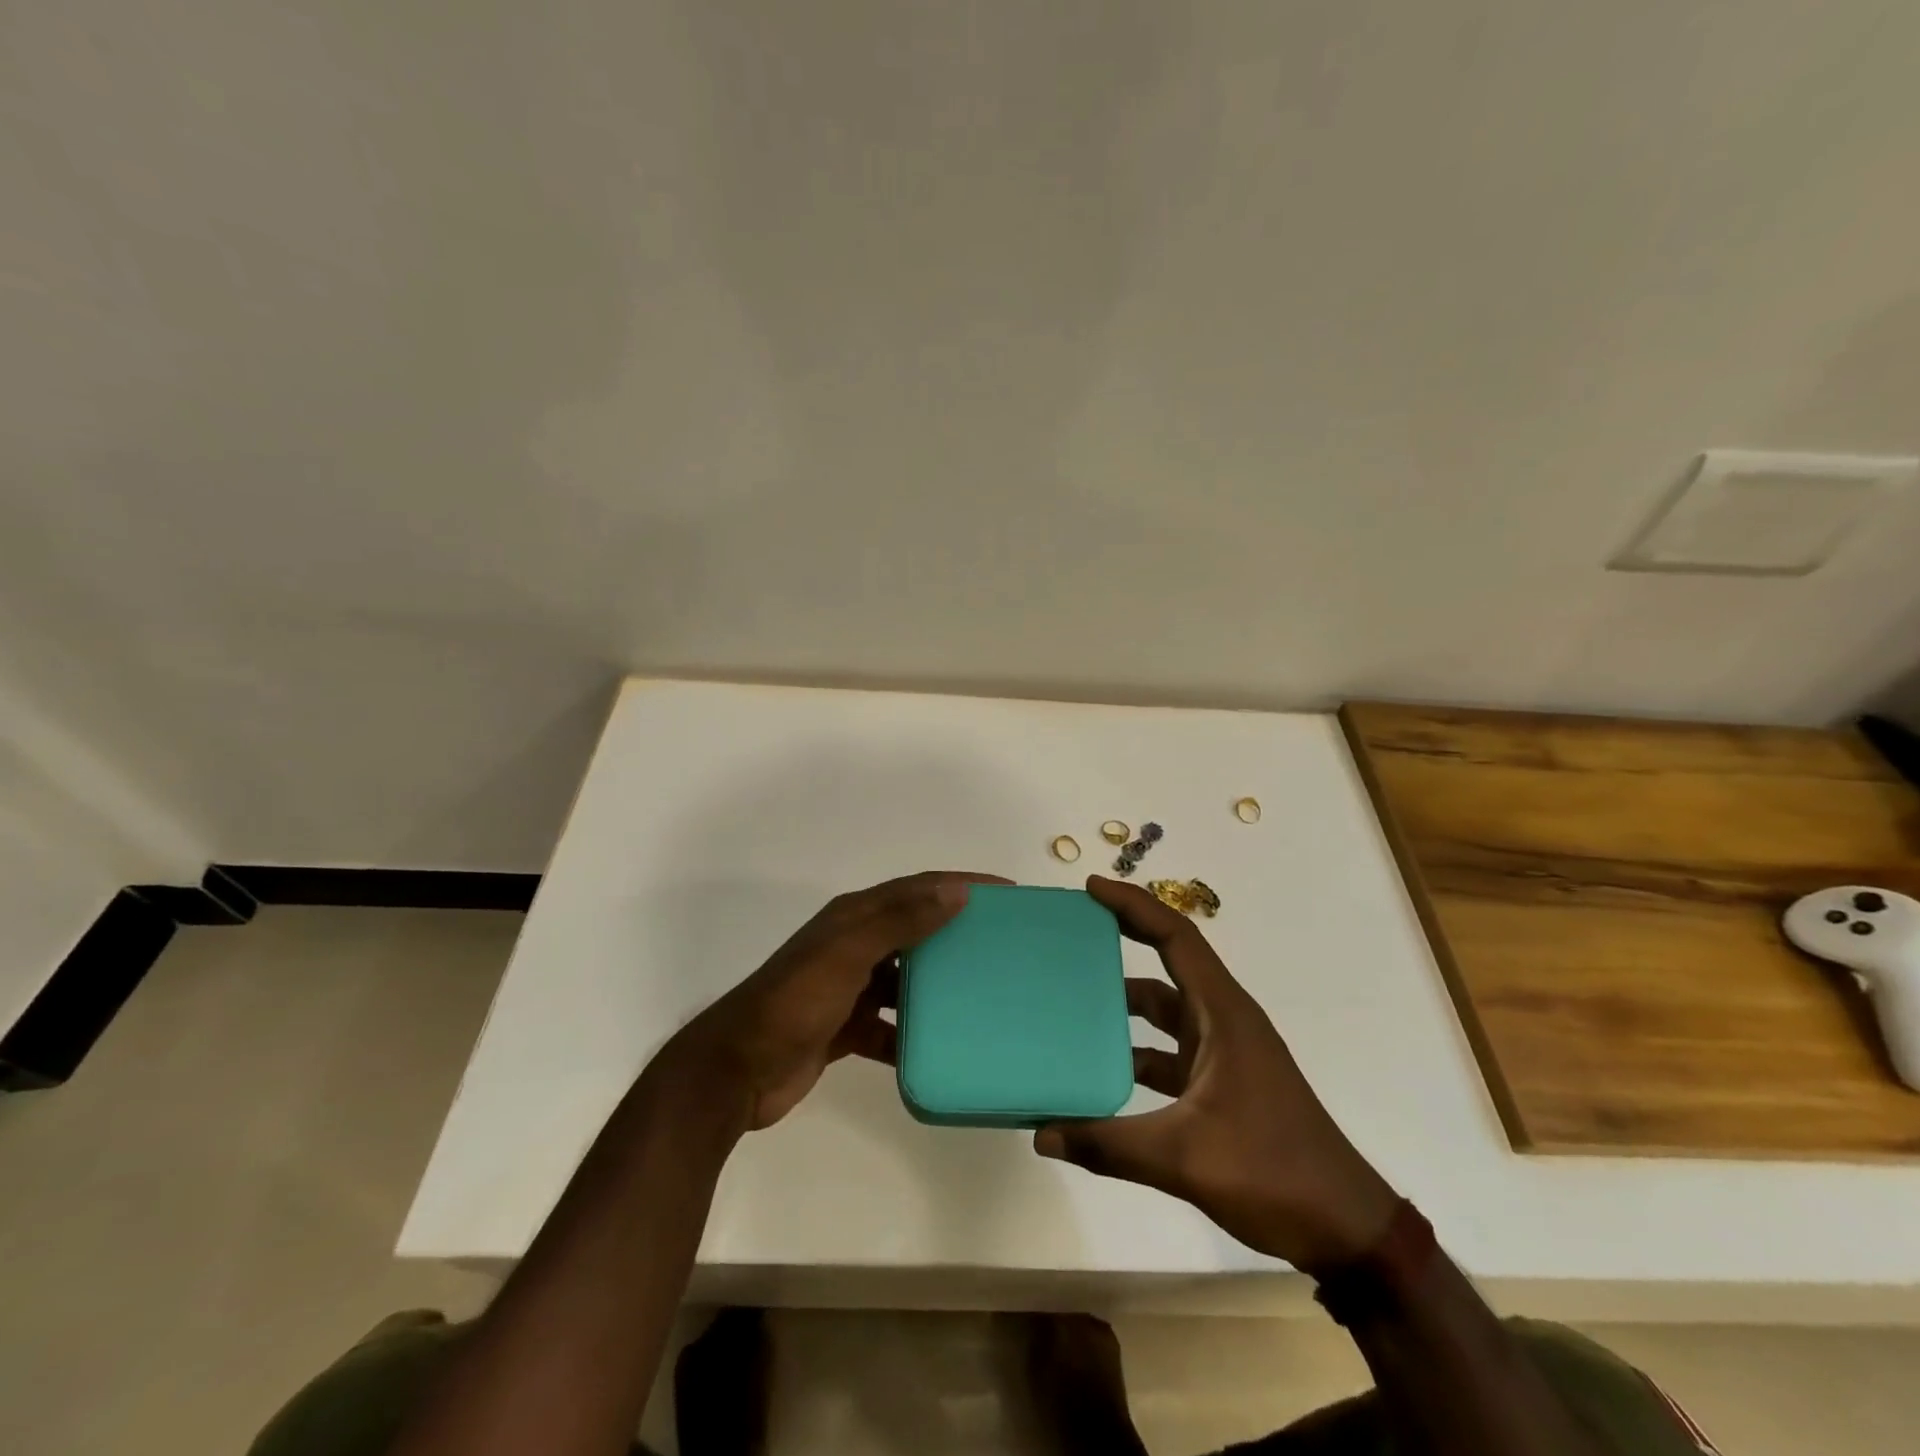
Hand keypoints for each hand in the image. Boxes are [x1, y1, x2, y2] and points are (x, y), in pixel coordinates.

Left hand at [661, 871, 1007, 1130]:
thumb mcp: (847, 954)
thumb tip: (956, 890)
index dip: (960, 884)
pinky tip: (941, 1047)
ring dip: (938, 984)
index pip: (917, 889)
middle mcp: (853, 946)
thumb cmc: (794, 1003)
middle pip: (915, 929)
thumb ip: (899, 920)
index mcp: (854, 918)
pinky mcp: (845, 1028)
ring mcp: (848, 988)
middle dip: (956, 931)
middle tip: (1002, 944)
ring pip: (905, 979)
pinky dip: (912, 1032)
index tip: (1006, 892)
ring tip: (983, 995)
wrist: (736, 1071)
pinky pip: (890, 1025)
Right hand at [1034, 876, 1400, 1272]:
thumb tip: (1042, 1135)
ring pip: (1166, 1011)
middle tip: (1073, 933)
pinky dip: (1134, 1051)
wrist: (1344, 1228)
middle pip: (1168, 963)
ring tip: (1071, 1000)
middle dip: (1123, 940)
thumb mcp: (1184, 1157)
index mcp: (1223, 1014)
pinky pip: (1168, 1051)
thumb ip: (1109, 1145)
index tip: (1091, 890)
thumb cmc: (1272, 1171)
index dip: (1134, 906)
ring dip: (1124, 1003)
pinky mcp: (1220, 1084)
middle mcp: (1223, 1021)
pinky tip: (1098, 1072)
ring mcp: (1223, 1053)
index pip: (1176, 937)